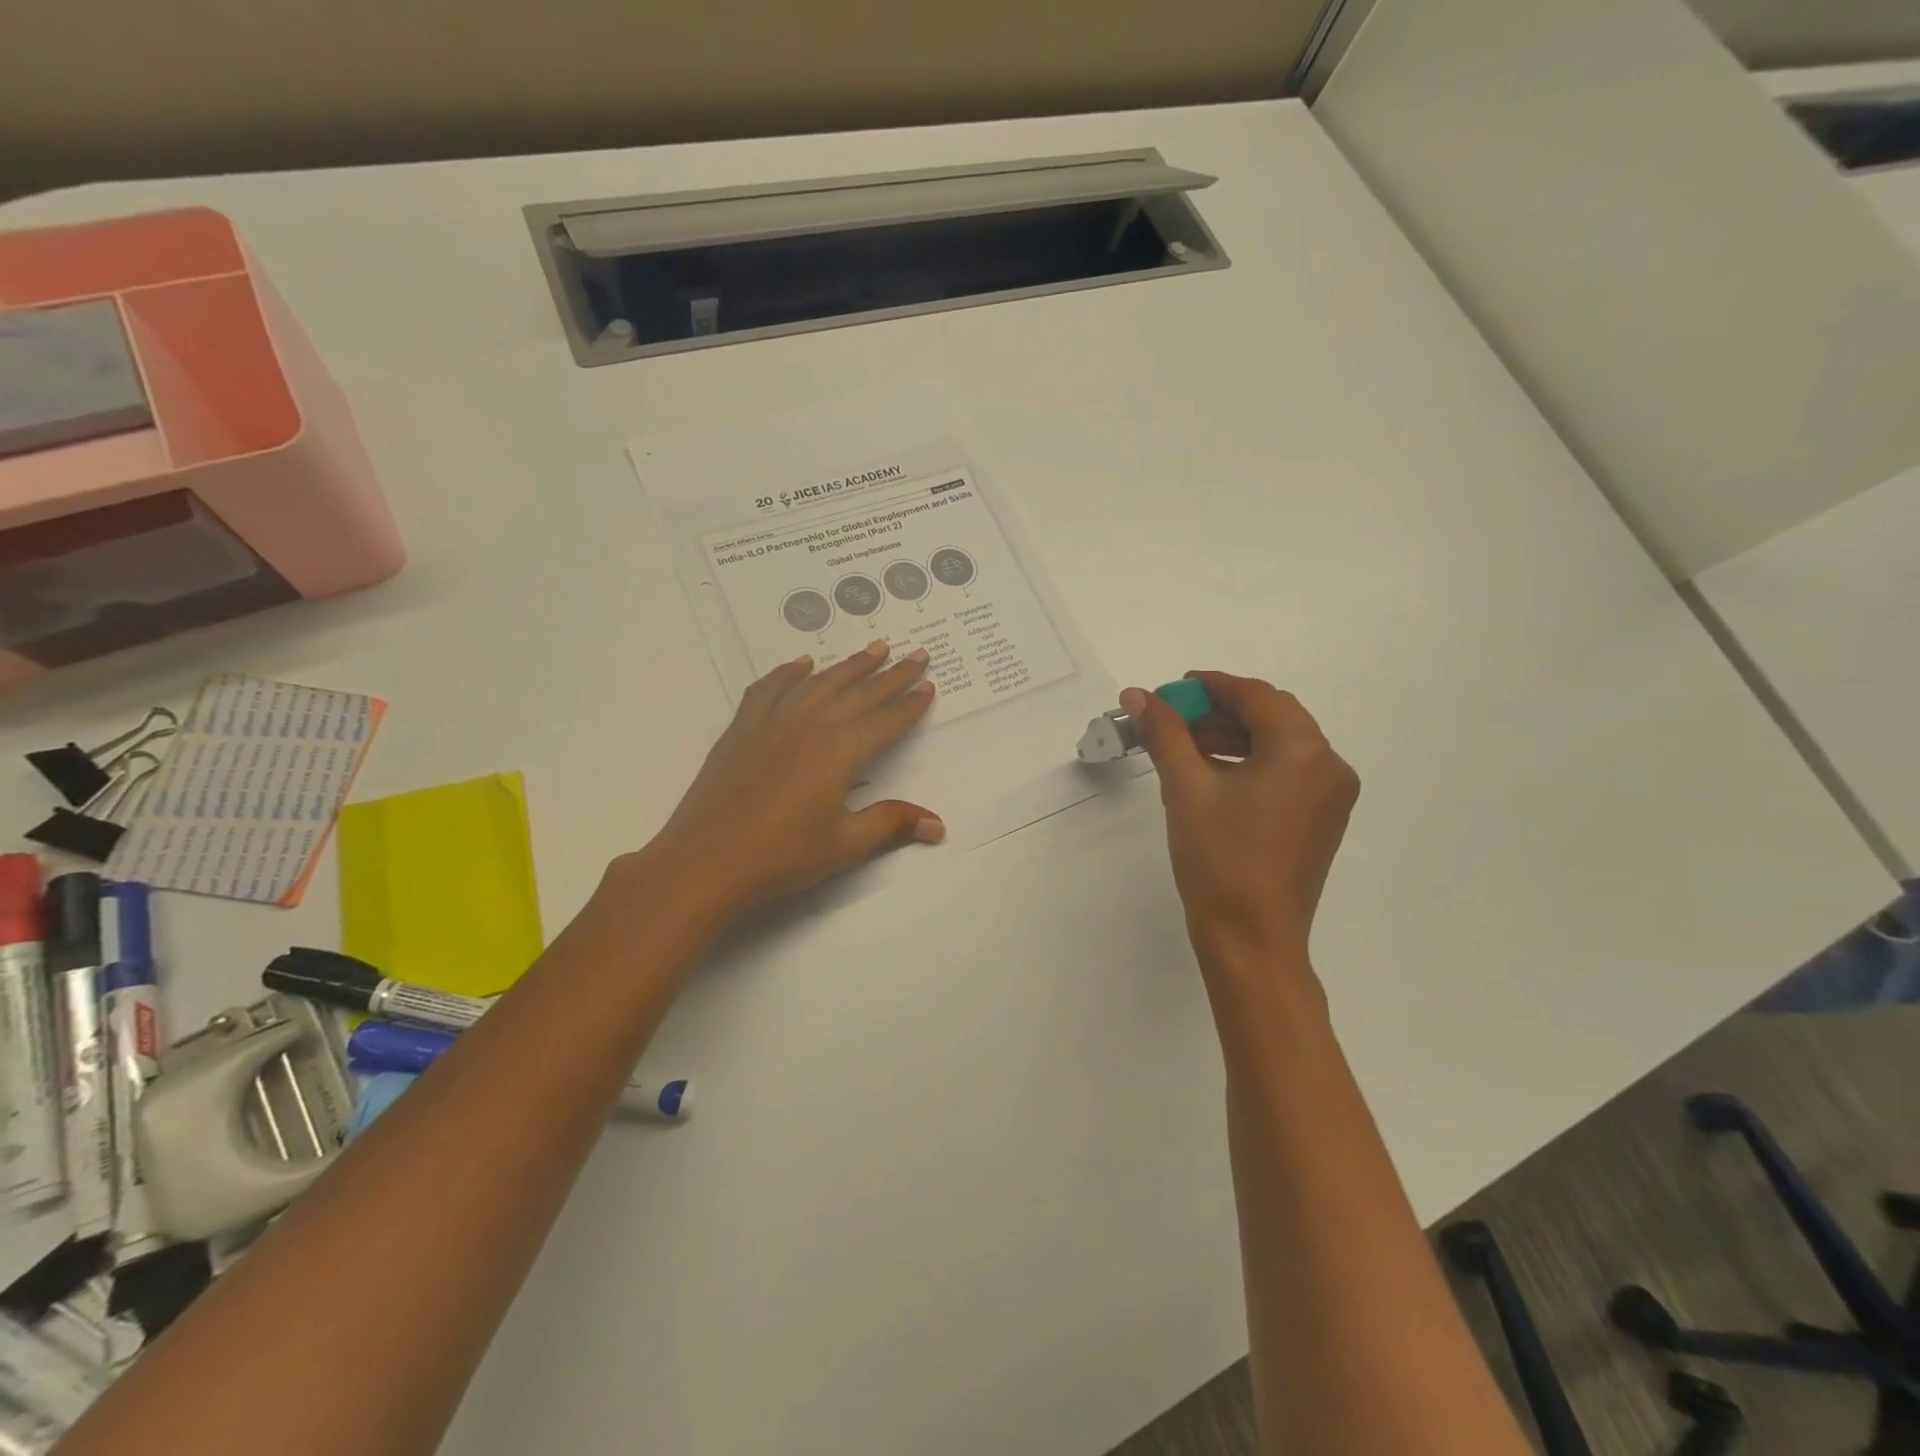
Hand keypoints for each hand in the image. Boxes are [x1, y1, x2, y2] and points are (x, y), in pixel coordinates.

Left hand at [635, 640, 943, 914]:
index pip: (887, 721)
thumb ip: (892, 824)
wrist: (705, 862)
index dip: (911, 704)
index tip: (929, 684)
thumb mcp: (845, 844)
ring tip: (874, 648)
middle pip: (860, 693)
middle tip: (916, 653)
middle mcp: (811, 725)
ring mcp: (774, 722)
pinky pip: (770, 688)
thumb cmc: (782, 856)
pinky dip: (789, 673)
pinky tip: (802, 664)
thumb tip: (938, 825)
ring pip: (820, 683)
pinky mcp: (743, 729)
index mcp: (841, 752)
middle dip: (892, 674)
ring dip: (850, 665)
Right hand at [1126, 672, 1357, 996]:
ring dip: (1232, 737)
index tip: (1173, 688)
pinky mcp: (1320, 820)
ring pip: (1278, 745)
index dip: (1211, 686)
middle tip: (1173, 719)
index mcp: (1304, 751)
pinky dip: (1249, 763)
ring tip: (1183, 748)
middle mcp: (1329, 766)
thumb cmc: (1219, 859)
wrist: (1251, 939)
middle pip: (1272, 717)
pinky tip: (1211, 774)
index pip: (1257, 697)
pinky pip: (1285, 772)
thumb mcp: (1186, 789)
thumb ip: (1164, 733)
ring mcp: (1330, 796)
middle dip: (1220, 711)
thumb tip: (1138, 695)